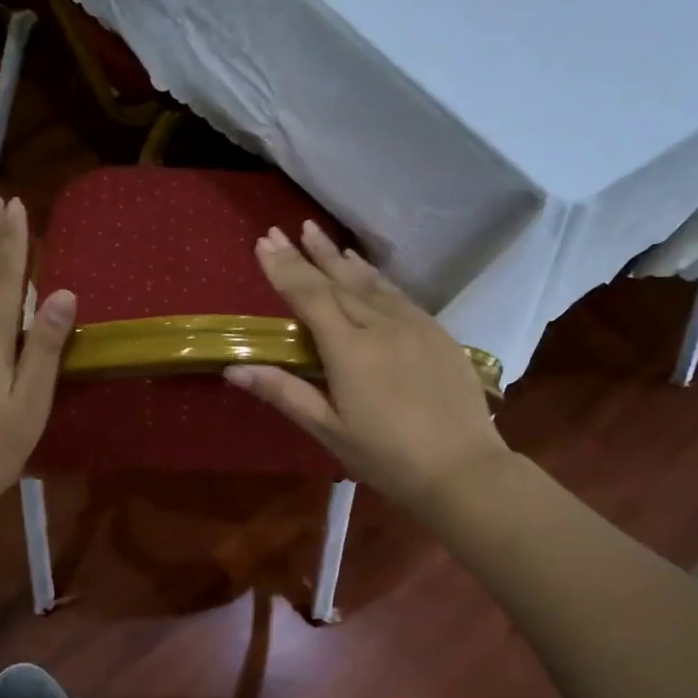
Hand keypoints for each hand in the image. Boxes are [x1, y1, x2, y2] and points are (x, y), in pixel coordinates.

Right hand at [223, 222, 508, 512]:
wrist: (463, 468)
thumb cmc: (387, 457)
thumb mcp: (328, 430)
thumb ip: (284, 392)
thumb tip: (234, 367)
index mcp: (349, 349)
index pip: (309, 296)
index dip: (284, 268)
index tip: (264, 242)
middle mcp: (380, 325)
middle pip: (338, 281)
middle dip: (308, 254)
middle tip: (284, 229)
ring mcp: (413, 324)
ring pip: (370, 282)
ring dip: (340, 257)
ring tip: (319, 234)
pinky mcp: (437, 332)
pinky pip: (398, 293)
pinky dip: (375, 276)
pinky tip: (367, 270)